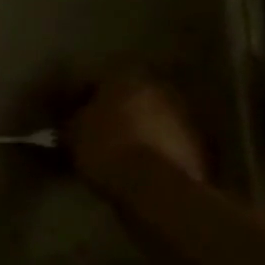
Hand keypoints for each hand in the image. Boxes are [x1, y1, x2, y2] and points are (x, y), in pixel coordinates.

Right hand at [64, 74, 209, 189]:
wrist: (156, 188)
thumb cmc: (107, 148)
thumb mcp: (73, 134)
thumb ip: (70, 122)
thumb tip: (69, 123)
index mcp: (125, 75)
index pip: (94, 80)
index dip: (76, 98)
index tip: (65, 115)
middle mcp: (158, 88)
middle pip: (128, 96)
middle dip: (111, 111)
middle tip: (94, 130)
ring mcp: (183, 116)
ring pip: (150, 118)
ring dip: (136, 130)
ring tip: (117, 151)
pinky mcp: (198, 146)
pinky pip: (166, 142)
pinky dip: (153, 149)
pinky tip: (138, 166)